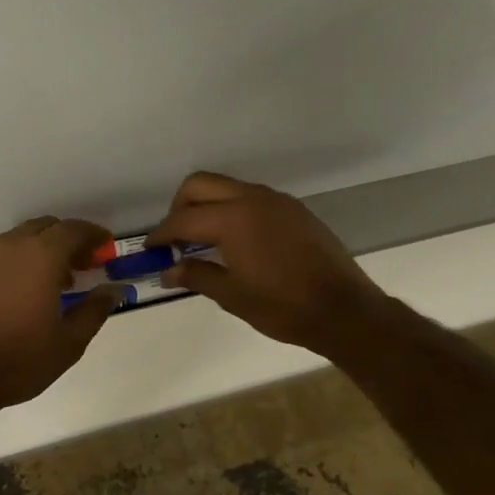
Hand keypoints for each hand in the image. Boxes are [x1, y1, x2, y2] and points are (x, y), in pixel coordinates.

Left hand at [0, 217, 121, 412]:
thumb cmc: (19, 359)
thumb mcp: (69, 342)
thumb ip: (95, 310)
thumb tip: (114, 290)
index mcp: (41, 256)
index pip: (74, 230)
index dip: (93, 234)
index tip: (106, 246)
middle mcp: (11, 247)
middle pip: (45, 227)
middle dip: (67, 239)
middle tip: (82, 264)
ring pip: (19, 240)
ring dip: (41, 250)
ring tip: (53, 282)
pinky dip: (17, 263)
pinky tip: (19, 294)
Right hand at [148, 172, 388, 356]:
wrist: (344, 309)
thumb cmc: (283, 306)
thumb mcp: (232, 295)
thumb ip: (196, 275)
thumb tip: (167, 272)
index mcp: (233, 219)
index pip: (184, 219)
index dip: (162, 232)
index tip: (150, 247)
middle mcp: (253, 199)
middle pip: (201, 184)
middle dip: (180, 205)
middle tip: (175, 236)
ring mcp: (276, 201)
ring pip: (228, 187)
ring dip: (208, 204)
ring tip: (202, 238)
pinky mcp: (294, 210)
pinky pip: (252, 197)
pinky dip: (233, 209)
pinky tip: (236, 240)